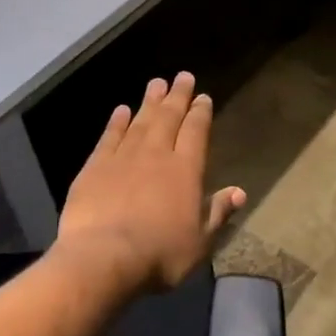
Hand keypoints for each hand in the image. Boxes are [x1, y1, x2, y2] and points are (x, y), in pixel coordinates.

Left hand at [54, 72, 245, 292]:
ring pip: (140, 121)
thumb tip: (240, 192)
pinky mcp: (95, 167)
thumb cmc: (160, 255)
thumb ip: (218, 213)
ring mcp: (124, 158)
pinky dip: (116, 122)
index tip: (203, 97)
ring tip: (156, 83)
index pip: (196, 131)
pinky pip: (109, 137)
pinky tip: (121, 110)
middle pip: (169, 118)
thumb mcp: (200, 241)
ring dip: (150, 101)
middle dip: (177, 96)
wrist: (103, 259)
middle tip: (182, 77)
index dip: (200, 113)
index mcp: (186, 170)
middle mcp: (157, 154)